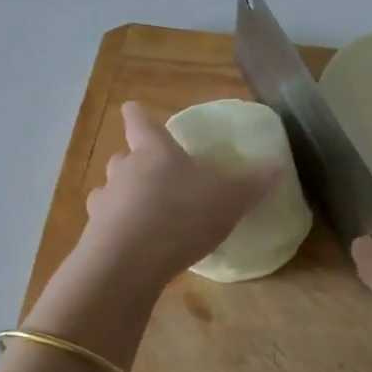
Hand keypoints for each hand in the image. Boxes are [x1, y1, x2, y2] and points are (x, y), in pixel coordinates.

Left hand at [74, 102, 278, 291]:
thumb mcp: (230, 198)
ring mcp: (105, 202)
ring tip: (143, 213)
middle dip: (134, 162)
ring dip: (122, 198)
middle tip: (154, 174)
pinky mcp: (95, 236)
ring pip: (109, 191)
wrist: (129, 261)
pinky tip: (134, 245)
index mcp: (154, 151)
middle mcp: (124, 170)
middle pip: (122, 156)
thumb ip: (253, 182)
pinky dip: (116, 230)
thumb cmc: (182, 214)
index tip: (133, 110)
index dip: (138, 115)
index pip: (139, 121)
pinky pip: (105, 226)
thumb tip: (276, 165)